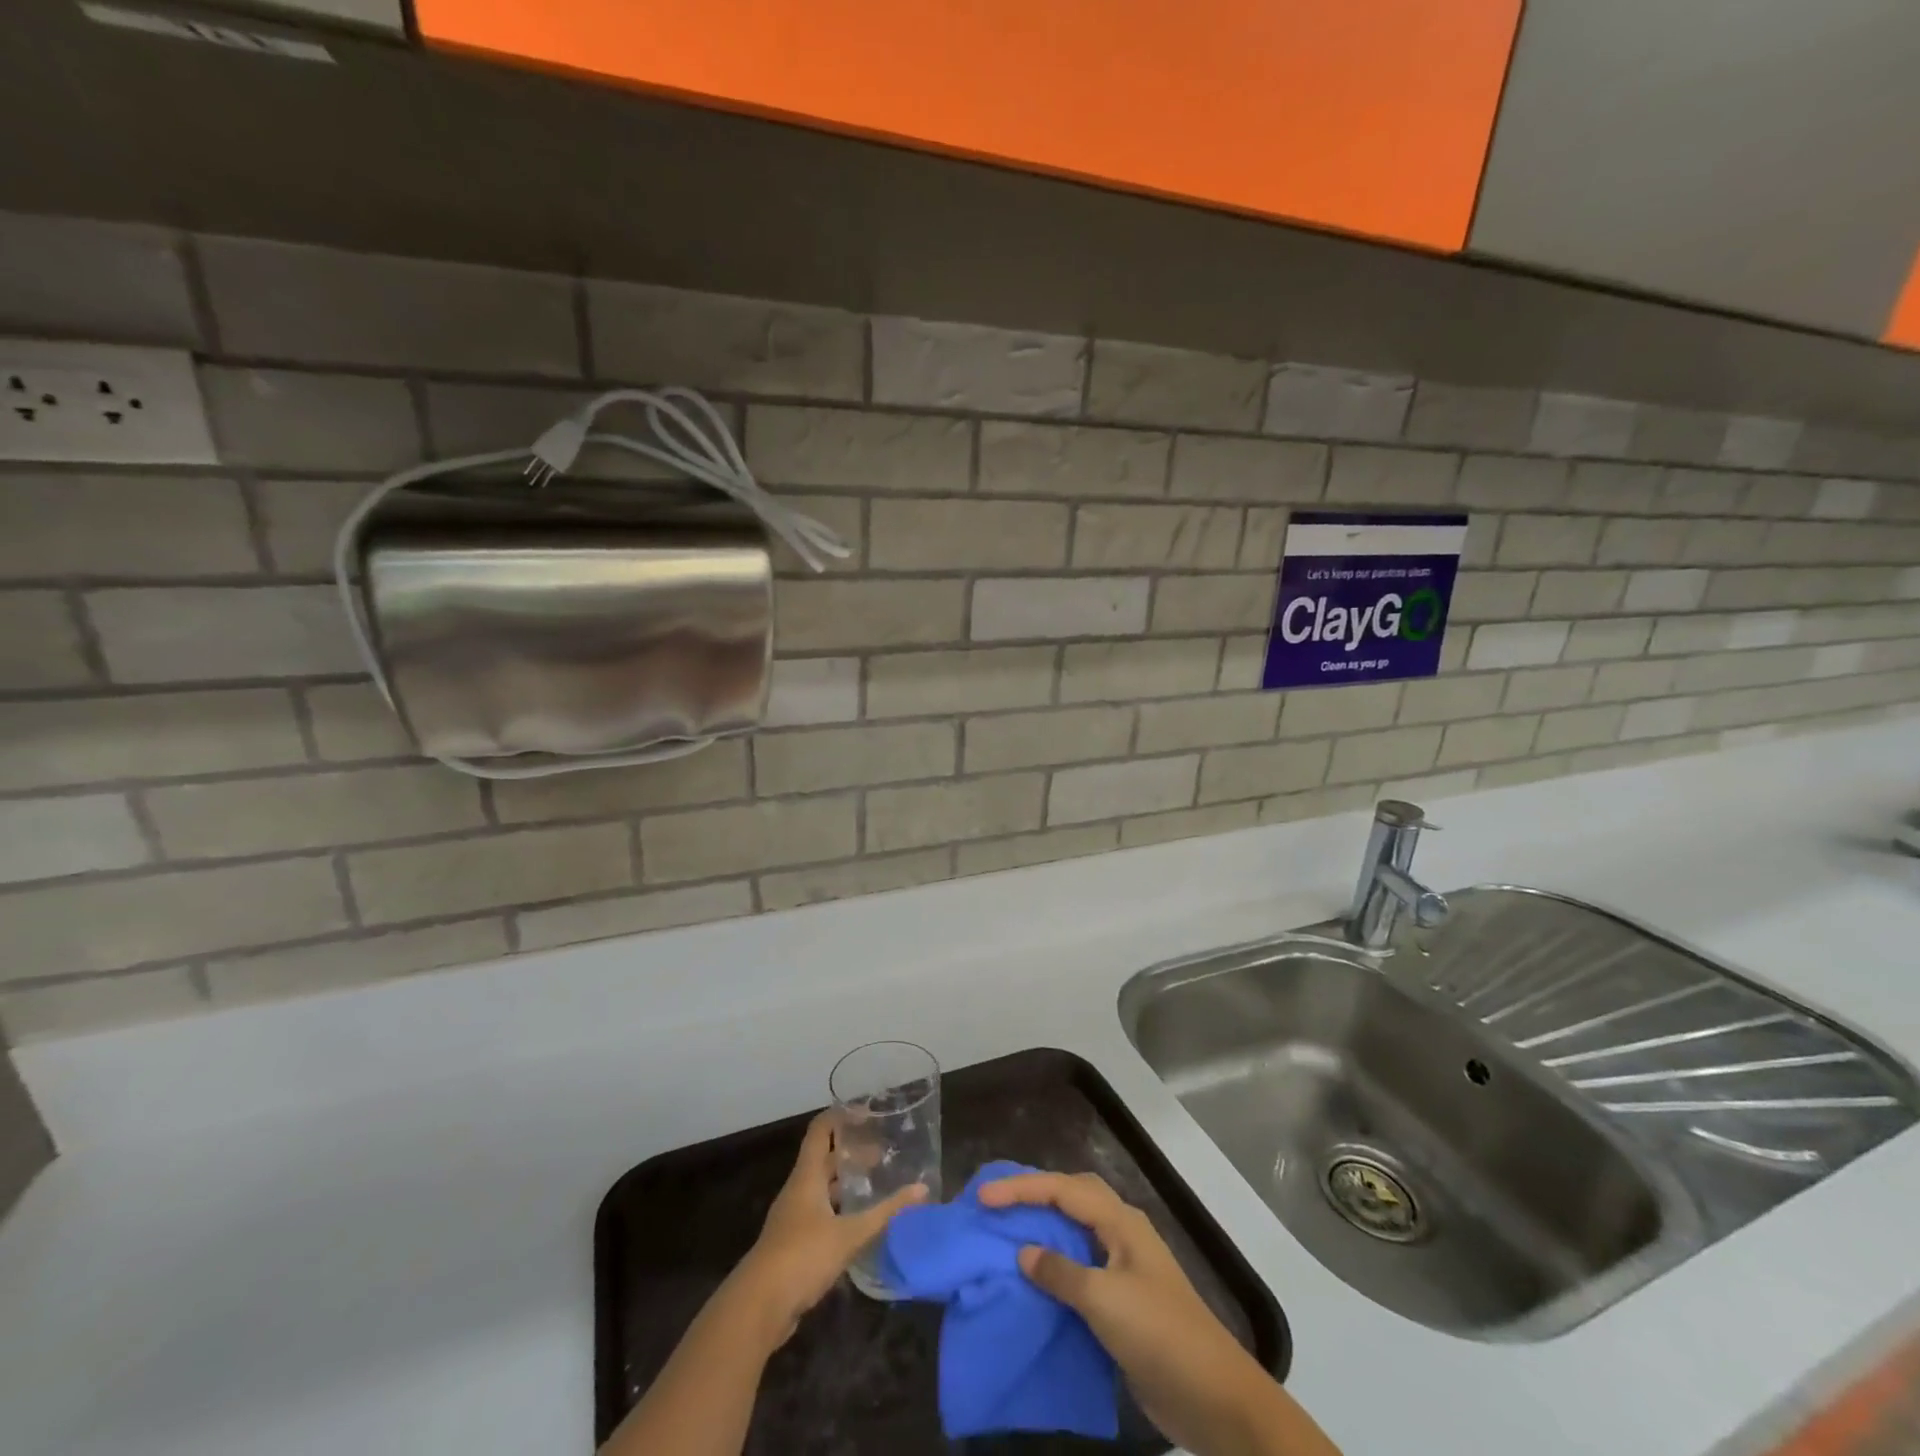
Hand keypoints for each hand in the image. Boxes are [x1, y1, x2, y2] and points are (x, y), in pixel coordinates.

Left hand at [725, 1112, 927, 1348]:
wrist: (758, 1308)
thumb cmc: (802, 1256)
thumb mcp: (850, 1234)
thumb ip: (885, 1212)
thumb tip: (923, 1189)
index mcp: (807, 1176)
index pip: (820, 1131)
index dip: (840, 1116)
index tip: (868, 1112)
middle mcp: (798, 1190)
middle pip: (823, 1160)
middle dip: (850, 1153)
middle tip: (882, 1153)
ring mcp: (793, 1218)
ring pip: (822, 1189)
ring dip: (845, 1184)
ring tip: (875, 1185)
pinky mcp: (794, 1244)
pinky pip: (820, 1215)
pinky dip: (839, 1211)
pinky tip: (859, 1224)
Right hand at [980, 1171, 1337, 1455]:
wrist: (1213, 1398)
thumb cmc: (1159, 1335)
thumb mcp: (1104, 1300)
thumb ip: (1060, 1272)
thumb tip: (1024, 1253)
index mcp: (1120, 1222)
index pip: (1062, 1190)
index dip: (1022, 1189)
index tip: (984, 1197)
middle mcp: (1121, 1234)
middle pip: (1072, 1197)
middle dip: (1035, 1194)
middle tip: (997, 1203)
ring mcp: (1124, 1267)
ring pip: (1076, 1232)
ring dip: (1044, 1228)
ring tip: (1007, 1233)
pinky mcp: (1123, 1302)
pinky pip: (1080, 1269)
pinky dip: (1054, 1266)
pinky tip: (1034, 1280)